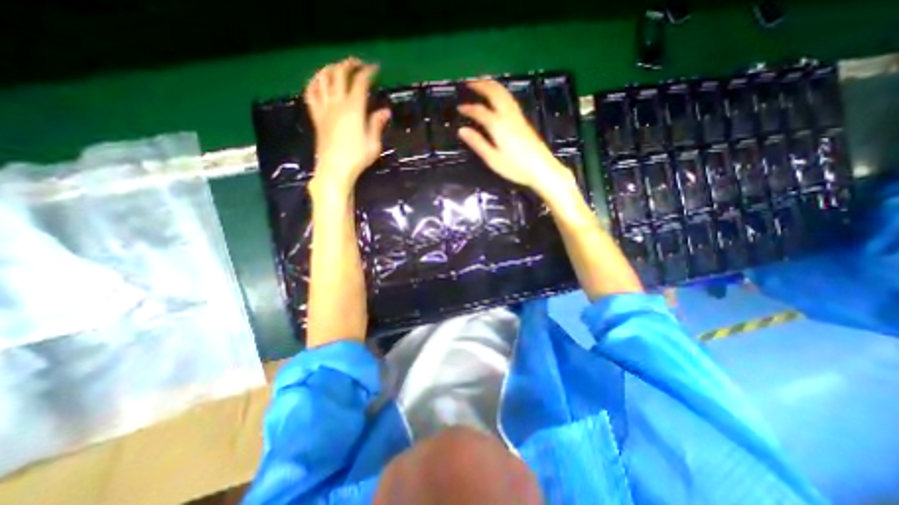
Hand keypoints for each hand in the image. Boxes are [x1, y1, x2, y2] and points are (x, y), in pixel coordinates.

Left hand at [305, 58, 389, 192]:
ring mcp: (324, 108)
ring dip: (330, 68)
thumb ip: (377, 124)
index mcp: (354, 109)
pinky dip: (314, 82)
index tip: (376, 69)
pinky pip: (310, 93)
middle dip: (349, 64)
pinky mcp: (316, 116)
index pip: (360, 82)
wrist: (335, 169)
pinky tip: (319, 81)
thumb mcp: (373, 144)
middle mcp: (337, 103)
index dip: (368, 72)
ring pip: (322, 78)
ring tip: (338, 68)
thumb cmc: (357, 158)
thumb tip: (385, 111)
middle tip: (358, 64)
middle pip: (339, 73)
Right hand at [459, 79, 570, 193]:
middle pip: (495, 93)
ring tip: (482, 83)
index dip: (468, 108)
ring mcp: (518, 117)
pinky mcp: (523, 121)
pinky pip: (510, 99)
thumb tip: (462, 130)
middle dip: (481, 85)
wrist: (542, 169)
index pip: (480, 111)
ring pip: (504, 94)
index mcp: (498, 125)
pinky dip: (500, 92)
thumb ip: (478, 143)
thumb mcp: (493, 159)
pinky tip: (498, 96)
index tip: (459, 108)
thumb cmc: (515, 167)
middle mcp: (508, 116)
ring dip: (492, 85)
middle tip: (469, 82)